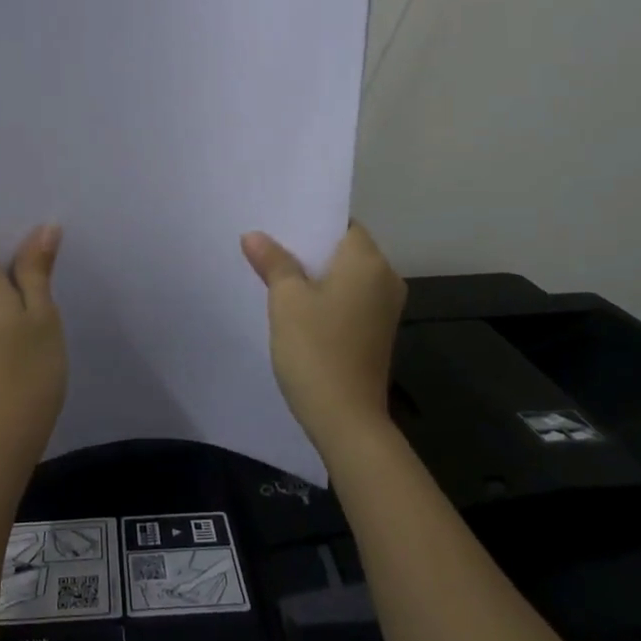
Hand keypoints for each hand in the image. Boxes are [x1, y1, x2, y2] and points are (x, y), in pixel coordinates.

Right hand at [241, 222, 406, 456]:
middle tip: (267, 243)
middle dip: (308, 247)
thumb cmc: (316, 348)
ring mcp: (384, 308)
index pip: (342, 223)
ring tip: (275, 271)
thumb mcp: (286, 299)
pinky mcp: (377, 332)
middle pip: (344, 248)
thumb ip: (273, 261)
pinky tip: (296, 304)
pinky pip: (349, 298)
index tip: (278, 221)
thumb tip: (254, 235)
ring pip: (346, 275)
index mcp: (368, 261)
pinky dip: (326, 295)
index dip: (311, 220)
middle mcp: (385, 278)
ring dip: (315, 273)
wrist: (346, 419)